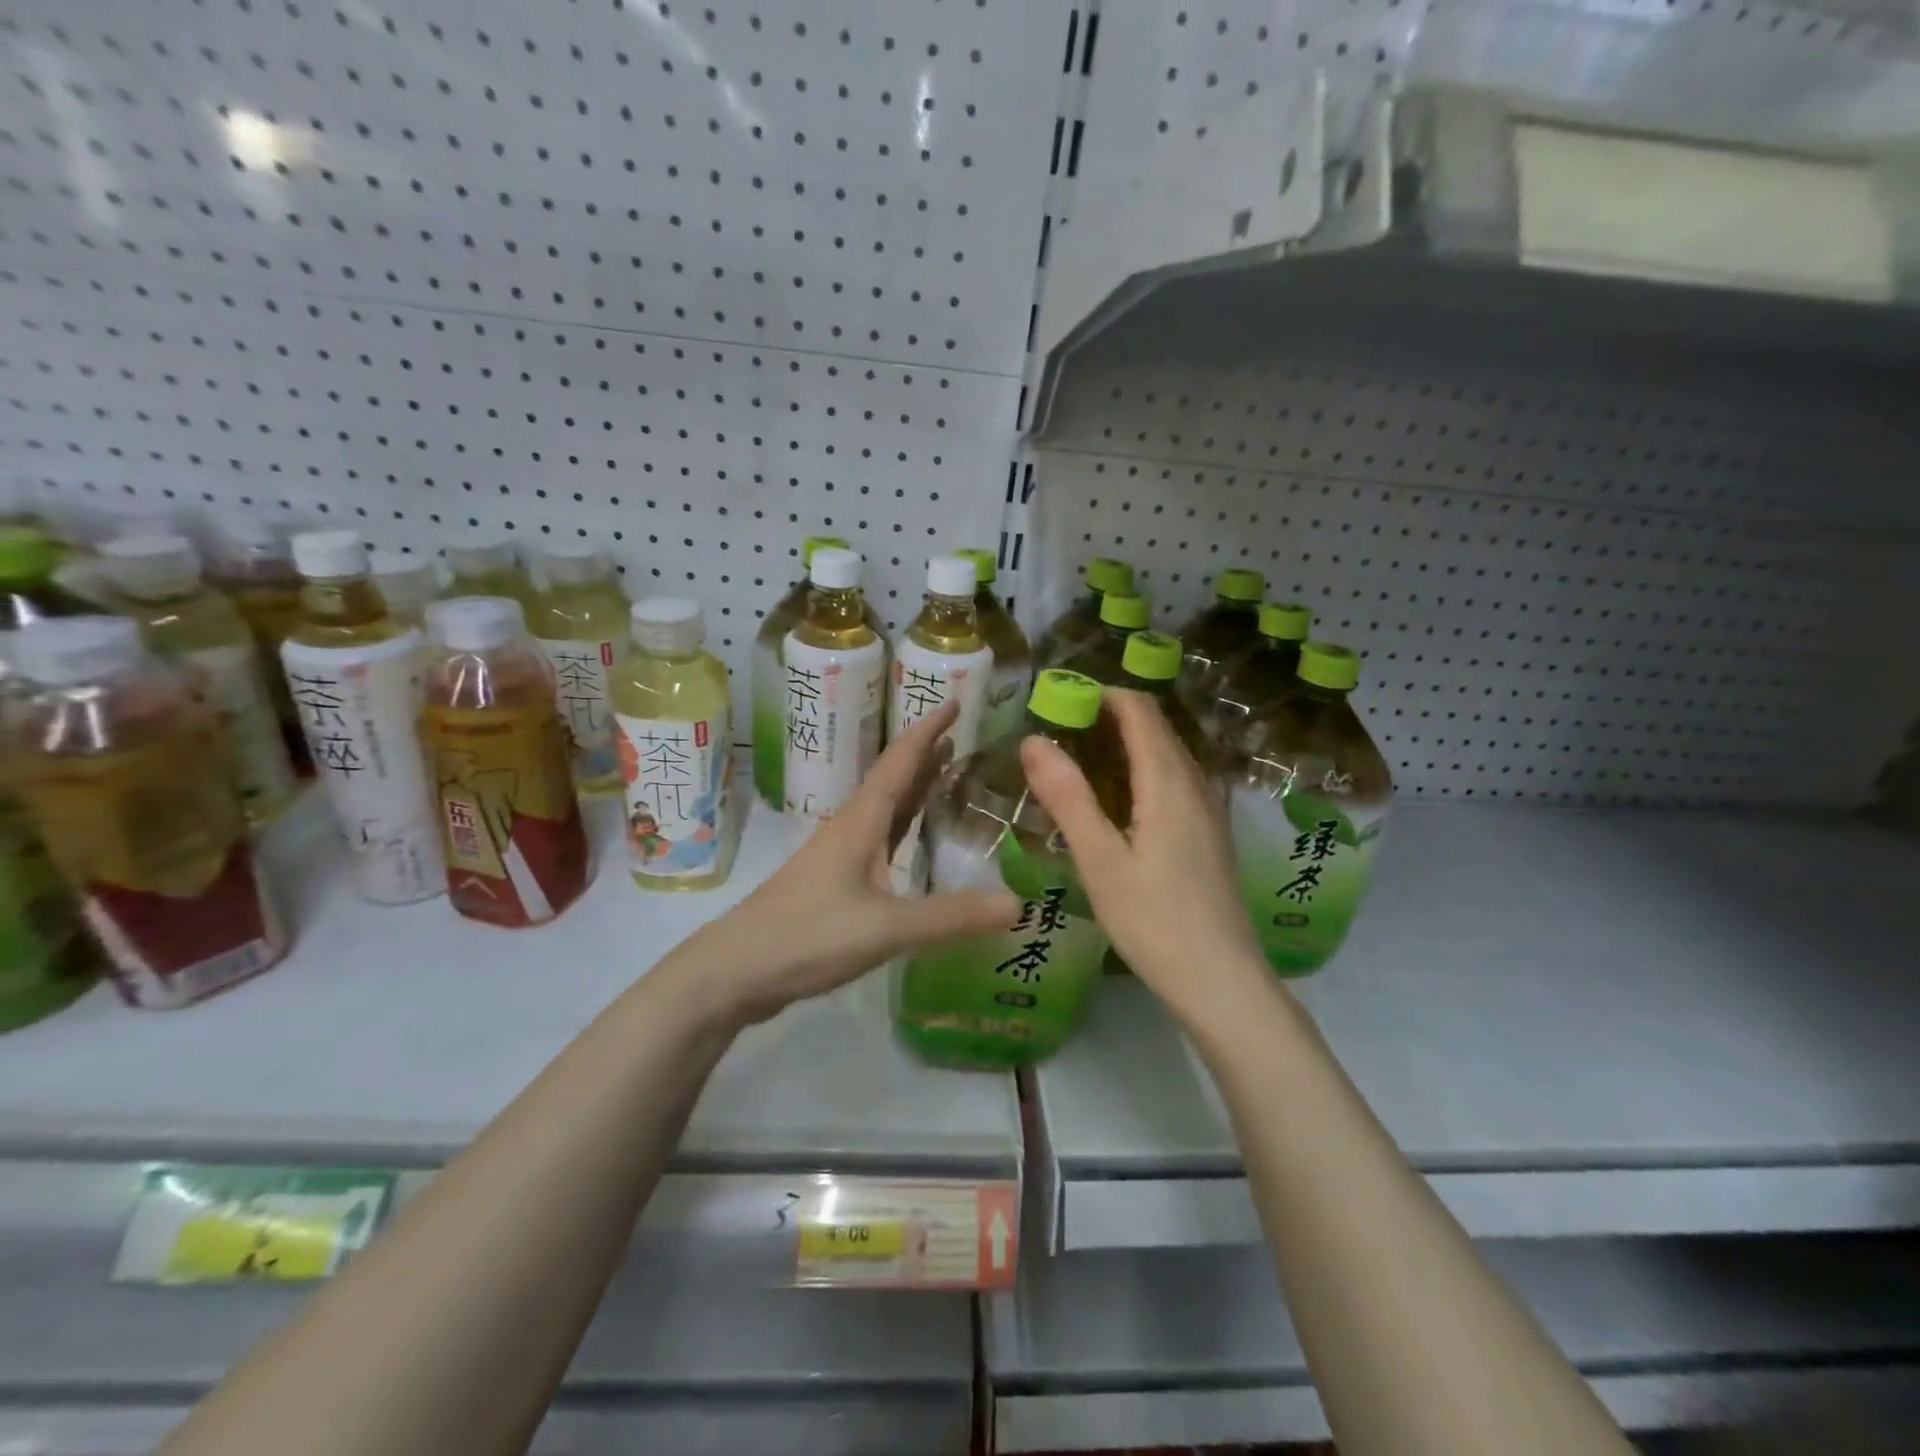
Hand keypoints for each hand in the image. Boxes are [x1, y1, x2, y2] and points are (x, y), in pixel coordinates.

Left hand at [692, 702, 1020, 1023]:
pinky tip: (913, 846)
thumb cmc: (808, 935)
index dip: (929, 729)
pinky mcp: (834, 886)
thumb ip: (952, 917)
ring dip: (915, 791)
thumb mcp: (887, 927)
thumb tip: (1017, 904)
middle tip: (966, 739)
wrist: (735, 971)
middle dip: (927, 756)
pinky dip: (903, 832)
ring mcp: (839, 858)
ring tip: (948, 777)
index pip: (901, 761)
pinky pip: (879, 844)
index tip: (956, 700)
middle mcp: (850, 829)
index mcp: (861, 821)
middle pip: (894, 780)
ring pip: (885, 812)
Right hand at [1022, 689, 1270, 1032]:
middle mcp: (1195, 785)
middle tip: (1060, 732)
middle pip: (1156, 728)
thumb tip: (1033, 739)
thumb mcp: (1099, 860)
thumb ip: (1067, 797)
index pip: (1140, 711)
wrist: (1222, 981)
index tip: (1058, 701)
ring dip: (1127, 744)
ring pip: (1168, 755)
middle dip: (1110, 717)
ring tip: (1081, 762)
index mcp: (1168, 782)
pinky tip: (1119, 803)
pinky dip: (1143, 771)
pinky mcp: (1211, 835)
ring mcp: (1209, 810)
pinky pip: (1176, 781)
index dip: (1100, 695)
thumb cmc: (1153, 921)